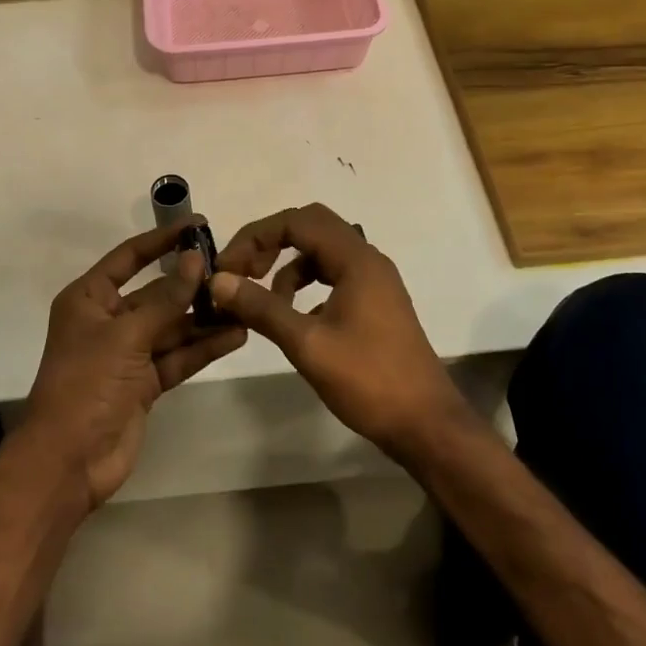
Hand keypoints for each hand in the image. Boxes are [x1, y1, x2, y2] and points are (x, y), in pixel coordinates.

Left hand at [22, 220, 246, 507]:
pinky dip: (203, 346)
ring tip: (244, 303)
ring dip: (204, 317)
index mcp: (90, 299)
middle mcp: (109, 320)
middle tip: (234, 270)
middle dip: (191, 283)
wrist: (68, 462)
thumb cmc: (86, 384)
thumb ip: (166, 299)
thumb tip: (196, 259)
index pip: (130, 257)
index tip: (198, 225)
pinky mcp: (144, 383)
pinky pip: (178, 356)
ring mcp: (128, 353)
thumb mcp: (126, 335)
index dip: (162, 240)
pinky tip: (236, 335)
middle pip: (156, 293)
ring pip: (172, 326)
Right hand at [209, 203, 469, 461]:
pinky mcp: (376, 303)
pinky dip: (307, 286)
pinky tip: (295, 318)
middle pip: (311, 227)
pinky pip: (334, 276)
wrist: (426, 424)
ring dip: (288, 267)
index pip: (297, 221)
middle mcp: (368, 259)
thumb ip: (262, 307)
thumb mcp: (307, 344)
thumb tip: (218, 281)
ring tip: (265, 302)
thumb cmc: (368, 380)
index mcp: (356, 259)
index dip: (256, 236)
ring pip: (322, 253)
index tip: (228, 267)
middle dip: (271, 243)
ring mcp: (375, 281)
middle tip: (243, 272)